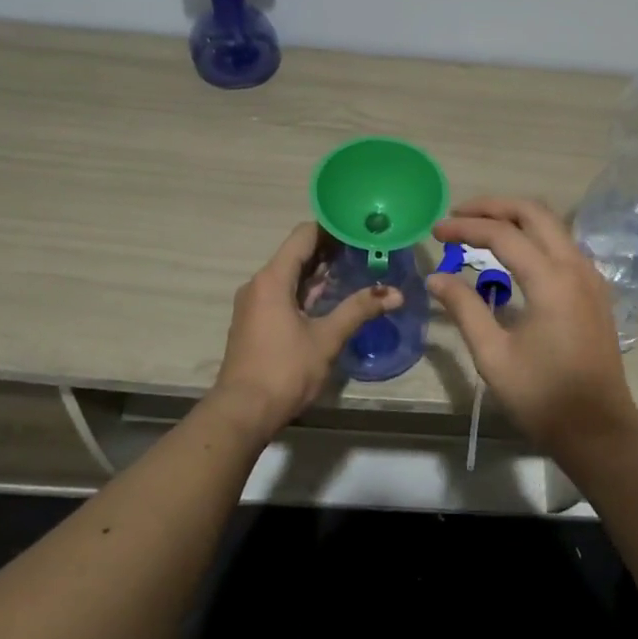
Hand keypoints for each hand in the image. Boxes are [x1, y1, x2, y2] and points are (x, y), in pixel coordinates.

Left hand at [210, 223, 402, 435]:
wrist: (242, 412)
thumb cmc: (285, 369)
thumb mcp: (327, 338)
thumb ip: (359, 310)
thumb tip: (395, 293)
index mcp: (273, 279)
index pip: (304, 236)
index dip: (332, 227)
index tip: (360, 226)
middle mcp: (259, 284)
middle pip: (296, 253)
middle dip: (330, 249)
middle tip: (365, 247)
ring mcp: (254, 303)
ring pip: (290, 275)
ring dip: (319, 271)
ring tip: (354, 267)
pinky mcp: (256, 322)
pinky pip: (283, 293)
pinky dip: (306, 289)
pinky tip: (331, 296)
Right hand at [428, 197, 637, 451]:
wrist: (599, 429)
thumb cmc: (543, 396)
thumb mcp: (493, 355)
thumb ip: (464, 309)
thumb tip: (436, 277)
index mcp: (551, 280)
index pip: (502, 234)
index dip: (465, 228)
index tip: (435, 231)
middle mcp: (576, 266)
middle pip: (534, 213)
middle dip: (493, 207)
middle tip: (458, 215)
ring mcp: (591, 277)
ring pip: (552, 226)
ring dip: (515, 219)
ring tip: (479, 230)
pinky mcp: (595, 291)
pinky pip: (563, 246)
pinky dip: (534, 237)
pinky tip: (512, 255)